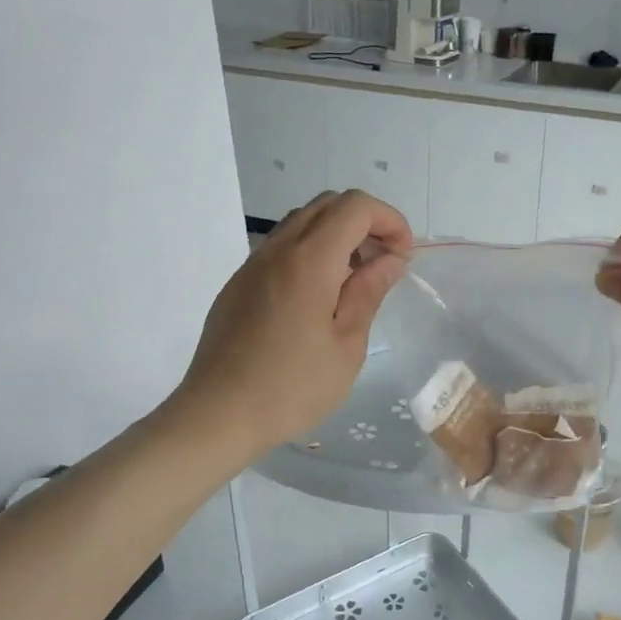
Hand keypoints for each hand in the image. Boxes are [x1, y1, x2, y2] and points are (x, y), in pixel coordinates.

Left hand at [176, 191, 411, 455]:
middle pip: (328, 204)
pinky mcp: (239, 284)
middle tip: (383, 265)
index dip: (389, 221)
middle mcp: (278, 250)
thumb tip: (390, 259)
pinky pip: (281, 247)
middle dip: (365, 223)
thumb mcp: (347, 346)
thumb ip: (368, 293)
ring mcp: (252, 264)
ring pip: (302, 222)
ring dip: (336, 236)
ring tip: (353, 282)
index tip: (403, 257)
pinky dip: (310, 252)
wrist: (217, 415)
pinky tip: (318, 298)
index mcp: (309, 261)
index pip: (356, 207)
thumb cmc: (291, 388)